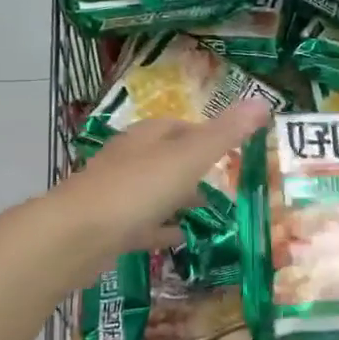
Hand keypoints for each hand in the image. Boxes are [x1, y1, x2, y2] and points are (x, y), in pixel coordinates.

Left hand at [50, 99, 271, 269]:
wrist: (74, 237)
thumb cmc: (136, 189)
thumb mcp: (189, 158)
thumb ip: (226, 134)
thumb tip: (263, 101)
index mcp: (147, 137)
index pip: (179, 126)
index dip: (205, 135)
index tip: (230, 150)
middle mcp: (129, 159)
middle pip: (166, 158)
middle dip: (194, 168)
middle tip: (224, 184)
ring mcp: (115, 193)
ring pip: (154, 191)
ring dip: (178, 198)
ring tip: (209, 211)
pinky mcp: (107, 227)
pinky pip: (142, 224)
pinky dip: (162, 228)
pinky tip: (180, 238)